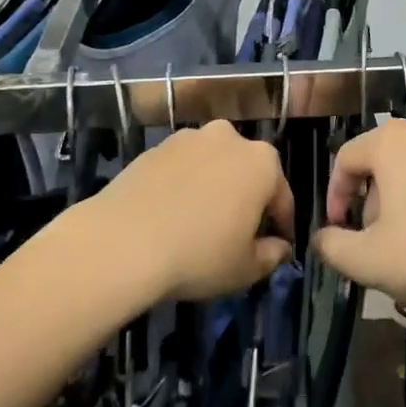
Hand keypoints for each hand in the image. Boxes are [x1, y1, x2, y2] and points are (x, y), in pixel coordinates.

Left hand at [95, 121, 295, 301]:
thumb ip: (271, 255)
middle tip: (237, 232)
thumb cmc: (199, 255)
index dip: (282, 224)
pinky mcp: (156, 146)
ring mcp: (190, 137)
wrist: (123, 240)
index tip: (277, 245)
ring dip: (213, 186)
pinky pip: (182, 167)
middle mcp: (230, 138)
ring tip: (199, 222)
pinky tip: (171, 213)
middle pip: (247, 171)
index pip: (282, 196)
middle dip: (247, 197)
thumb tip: (280, 247)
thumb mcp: (245, 268)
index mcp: (263, 162)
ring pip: (213, 164)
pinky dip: (183, 184)